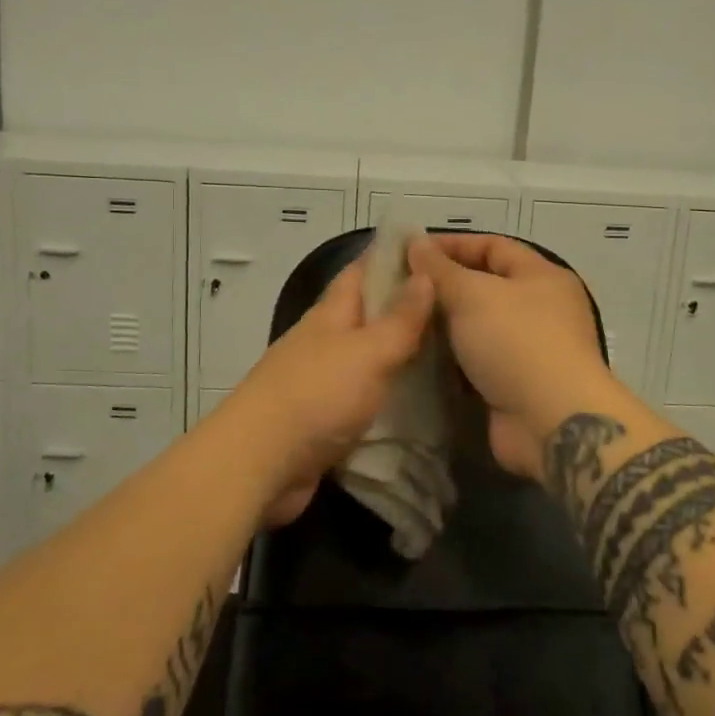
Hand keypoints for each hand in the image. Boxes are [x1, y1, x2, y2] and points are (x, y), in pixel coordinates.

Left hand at [218, 254, 434, 526]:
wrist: (260, 464)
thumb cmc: (317, 395)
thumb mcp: (368, 351)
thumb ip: (400, 318)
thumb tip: (425, 274)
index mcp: (331, 315)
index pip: (361, 271)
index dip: (392, 257)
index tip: (432, 251)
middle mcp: (323, 341)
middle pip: (366, 314)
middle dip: (403, 307)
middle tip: (454, 307)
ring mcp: (320, 380)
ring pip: (367, 356)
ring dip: (398, 352)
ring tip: (448, 351)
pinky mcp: (322, 418)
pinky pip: (363, 395)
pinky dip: (388, 392)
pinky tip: (418, 399)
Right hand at [407, 234, 613, 479]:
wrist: (550, 422)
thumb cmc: (516, 342)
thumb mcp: (473, 294)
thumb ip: (440, 270)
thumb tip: (415, 243)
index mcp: (541, 276)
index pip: (492, 246)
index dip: (452, 245)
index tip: (409, 251)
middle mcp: (540, 308)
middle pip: (485, 286)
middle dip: (442, 286)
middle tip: (398, 289)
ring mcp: (529, 349)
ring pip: (477, 327)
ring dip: (443, 325)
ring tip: (400, 321)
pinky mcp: (514, 385)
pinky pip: (476, 362)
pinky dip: (450, 359)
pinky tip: (417, 356)